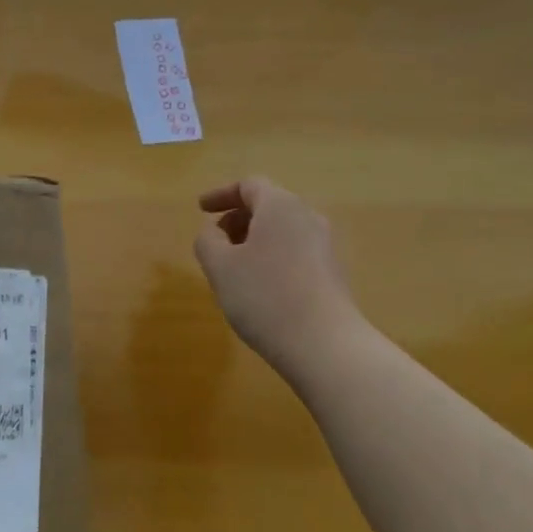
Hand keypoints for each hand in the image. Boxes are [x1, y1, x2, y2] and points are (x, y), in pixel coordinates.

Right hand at [193, 177, 365, 369]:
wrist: (325, 345)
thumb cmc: (264, 296)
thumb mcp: (220, 267)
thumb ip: (208, 240)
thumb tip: (214, 232)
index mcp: (280, 207)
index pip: (249, 185)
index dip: (221, 194)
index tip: (201, 209)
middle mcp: (307, 218)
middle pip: (268, 206)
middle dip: (237, 218)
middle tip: (215, 240)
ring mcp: (324, 246)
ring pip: (282, 230)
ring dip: (254, 239)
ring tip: (233, 266)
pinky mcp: (332, 273)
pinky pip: (294, 251)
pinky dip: (271, 256)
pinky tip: (258, 286)